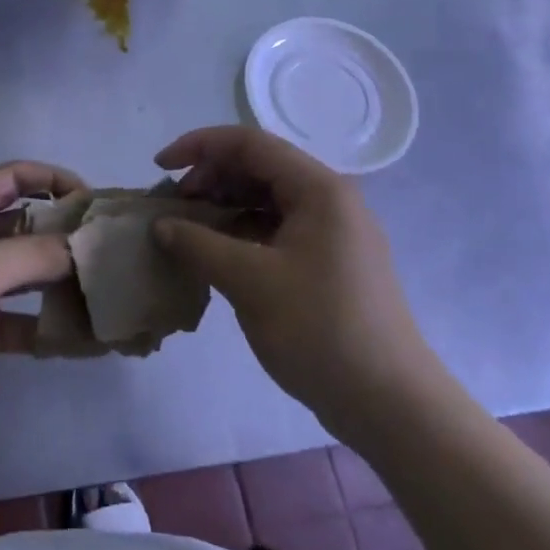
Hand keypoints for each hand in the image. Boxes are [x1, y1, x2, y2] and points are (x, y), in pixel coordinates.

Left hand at [0, 161, 83, 444]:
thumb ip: (31, 254)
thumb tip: (85, 246)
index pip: (12, 179)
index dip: (52, 179)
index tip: (93, 199)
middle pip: (25, 227)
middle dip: (64, 234)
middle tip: (110, 250)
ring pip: (27, 277)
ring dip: (62, 282)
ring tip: (107, 292)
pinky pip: (23, 322)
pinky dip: (49, 328)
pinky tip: (83, 339)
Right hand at [152, 126, 449, 447]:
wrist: (390, 405)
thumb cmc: (320, 330)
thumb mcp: (250, 282)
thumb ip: (199, 244)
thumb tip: (161, 224)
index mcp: (319, 189)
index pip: (249, 144)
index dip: (199, 147)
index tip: (160, 168)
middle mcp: (329, 200)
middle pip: (258, 168)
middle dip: (209, 179)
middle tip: (172, 209)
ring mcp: (332, 233)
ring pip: (265, 199)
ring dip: (223, 207)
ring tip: (188, 233)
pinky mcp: (328, 263)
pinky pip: (276, 229)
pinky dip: (241, 233)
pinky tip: (215, 257)